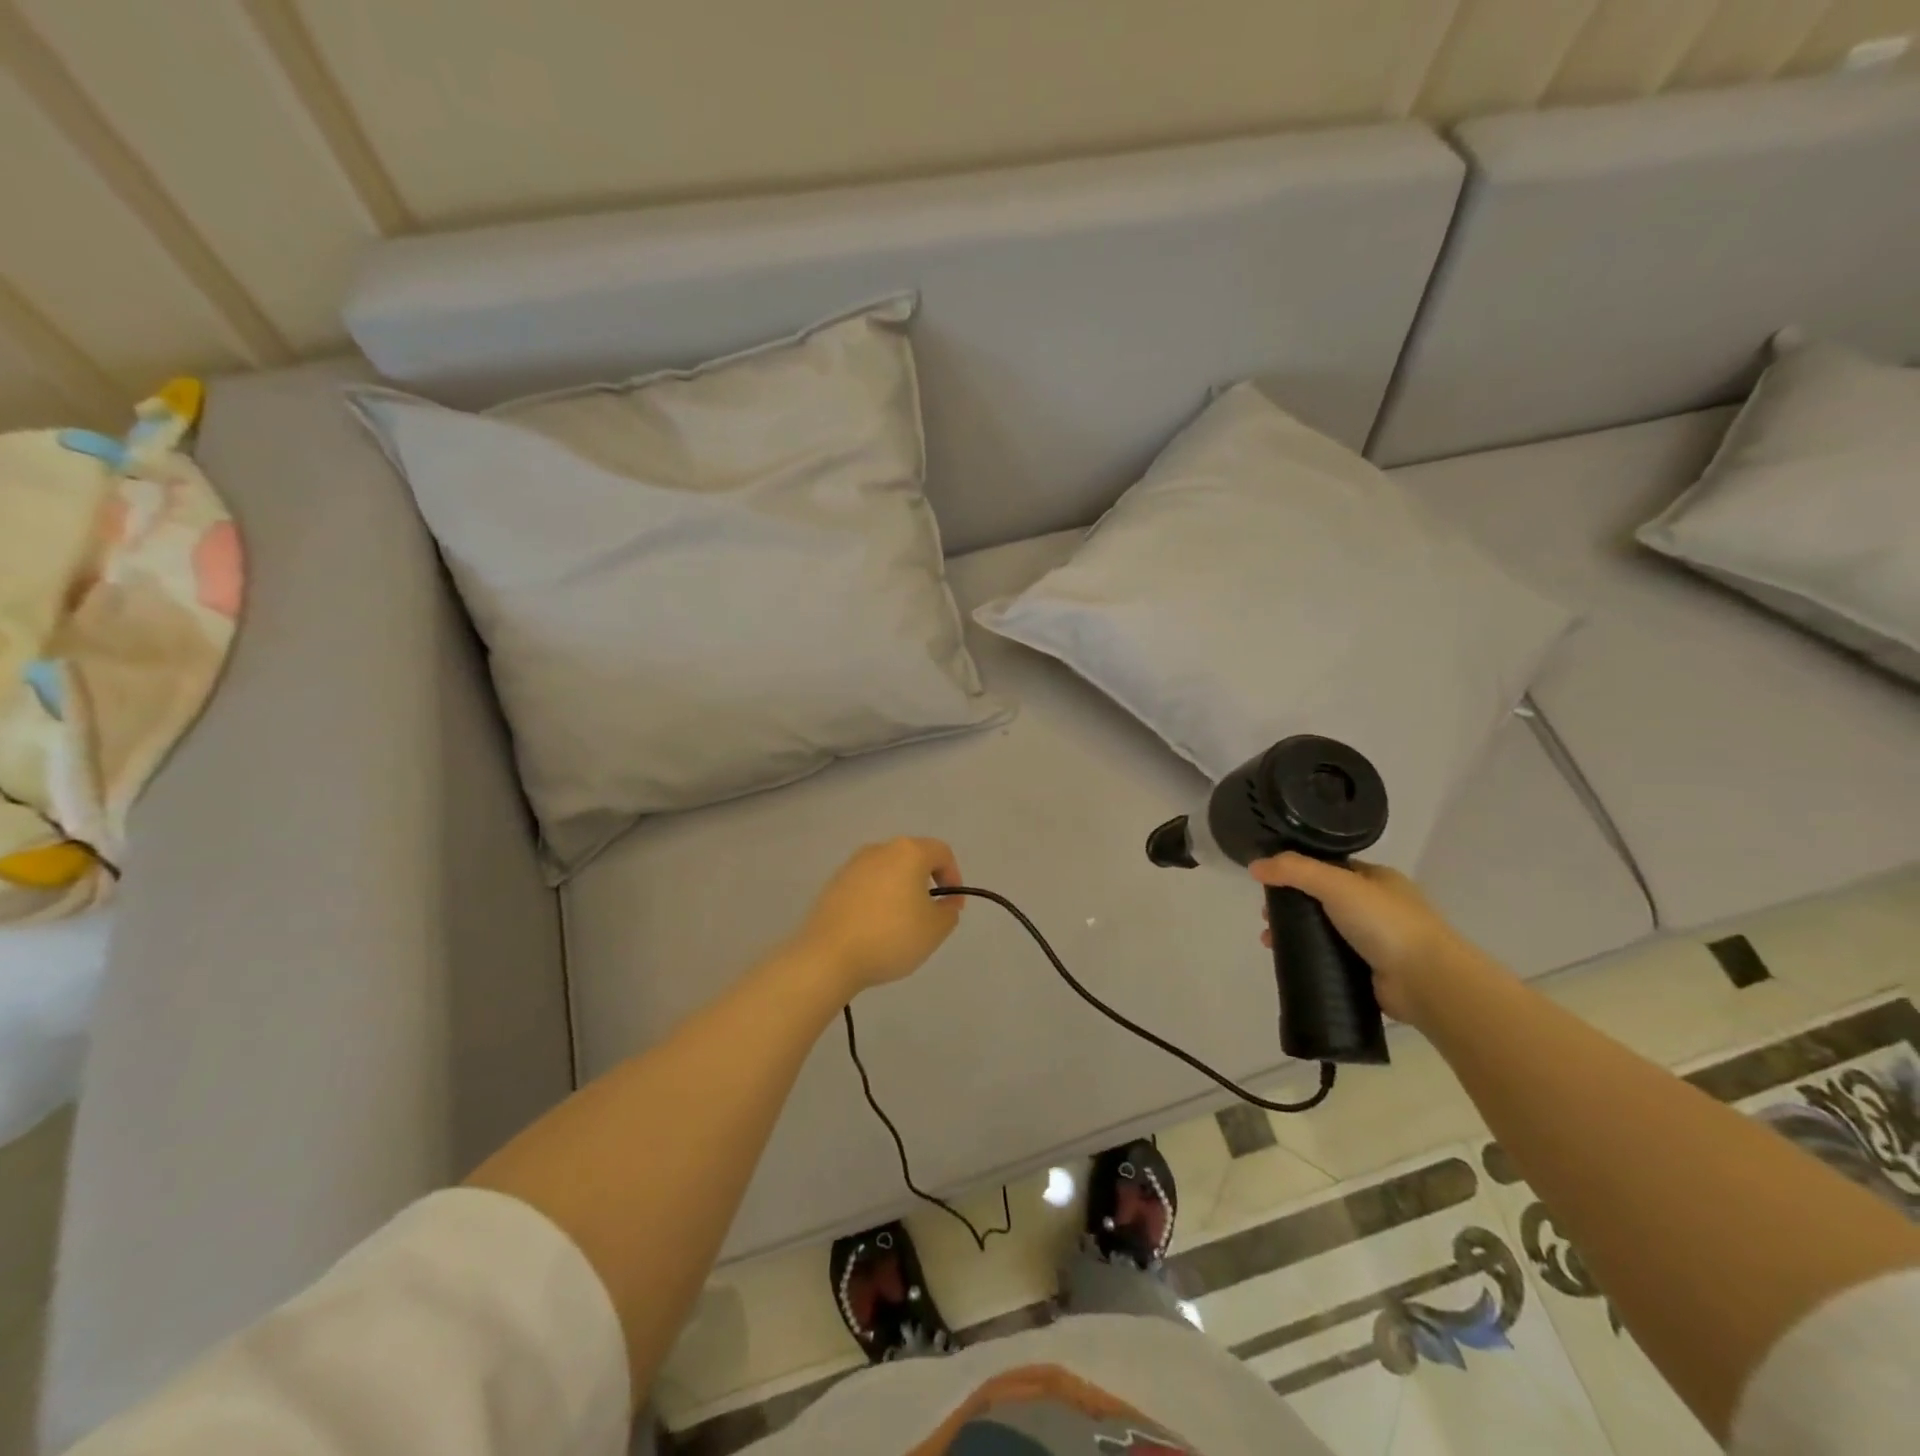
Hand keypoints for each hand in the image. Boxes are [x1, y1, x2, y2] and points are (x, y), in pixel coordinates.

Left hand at [791, 838, 964, 994]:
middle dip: (926, 883)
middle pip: (912, 858)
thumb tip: (944, 902)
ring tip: (900, 924)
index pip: (941, 852)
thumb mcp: (935, 929)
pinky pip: (866, 885)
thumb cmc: (890, 937)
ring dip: (900, 891)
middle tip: (929, 915)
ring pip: (887, 871)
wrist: (828, 956)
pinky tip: (873, 928)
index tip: (953, 906)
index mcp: (908, 852)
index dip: (954, 876)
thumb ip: (949, 911)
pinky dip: (876, 900)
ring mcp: (852, 865)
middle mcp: (879, 849)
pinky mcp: (833, 884)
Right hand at [1250, 854, 1481, 1026]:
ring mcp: (1376, 941)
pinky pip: (1331, 959)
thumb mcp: (1336, 883)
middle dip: (1291, 906)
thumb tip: (1254, 866)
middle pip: (1323, 900)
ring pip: (1324, 931)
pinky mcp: (1370, 972)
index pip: (1330, 867)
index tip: (1269, 882)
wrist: (1426, 981)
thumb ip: (1294, 870)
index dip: (1297, 871)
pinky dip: (1309, 958)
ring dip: (1296, 933)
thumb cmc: (1385, 922)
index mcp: (1377, 879)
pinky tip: (1288, 961)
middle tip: (1265, 916)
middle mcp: (1378, 907)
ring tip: (1269, 941)